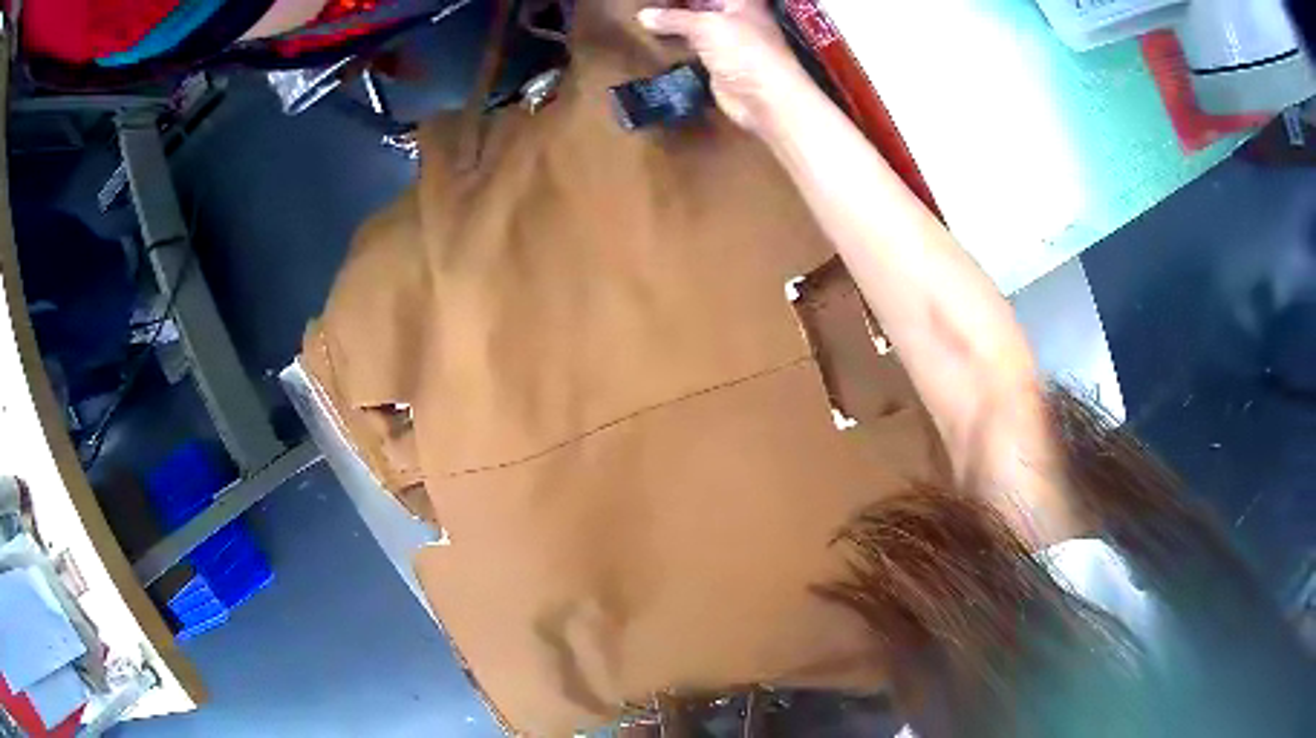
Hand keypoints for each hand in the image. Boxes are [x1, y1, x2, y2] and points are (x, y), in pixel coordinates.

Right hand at [637, 1, 808, 133]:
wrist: (766, 99)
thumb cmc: (745, 51)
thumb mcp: (706, 26)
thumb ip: (673, 18)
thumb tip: (643, 16)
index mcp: (739, 1)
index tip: (653, 0)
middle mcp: (733, 15)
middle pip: (699, 3)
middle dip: (674, 4)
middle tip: (646, 6)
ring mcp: (726, 39)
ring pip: (694, 22)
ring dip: (672, 21)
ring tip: (645, 18)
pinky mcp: (716, 61)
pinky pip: (691, 44)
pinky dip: (675, 40)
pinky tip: (655, 37)